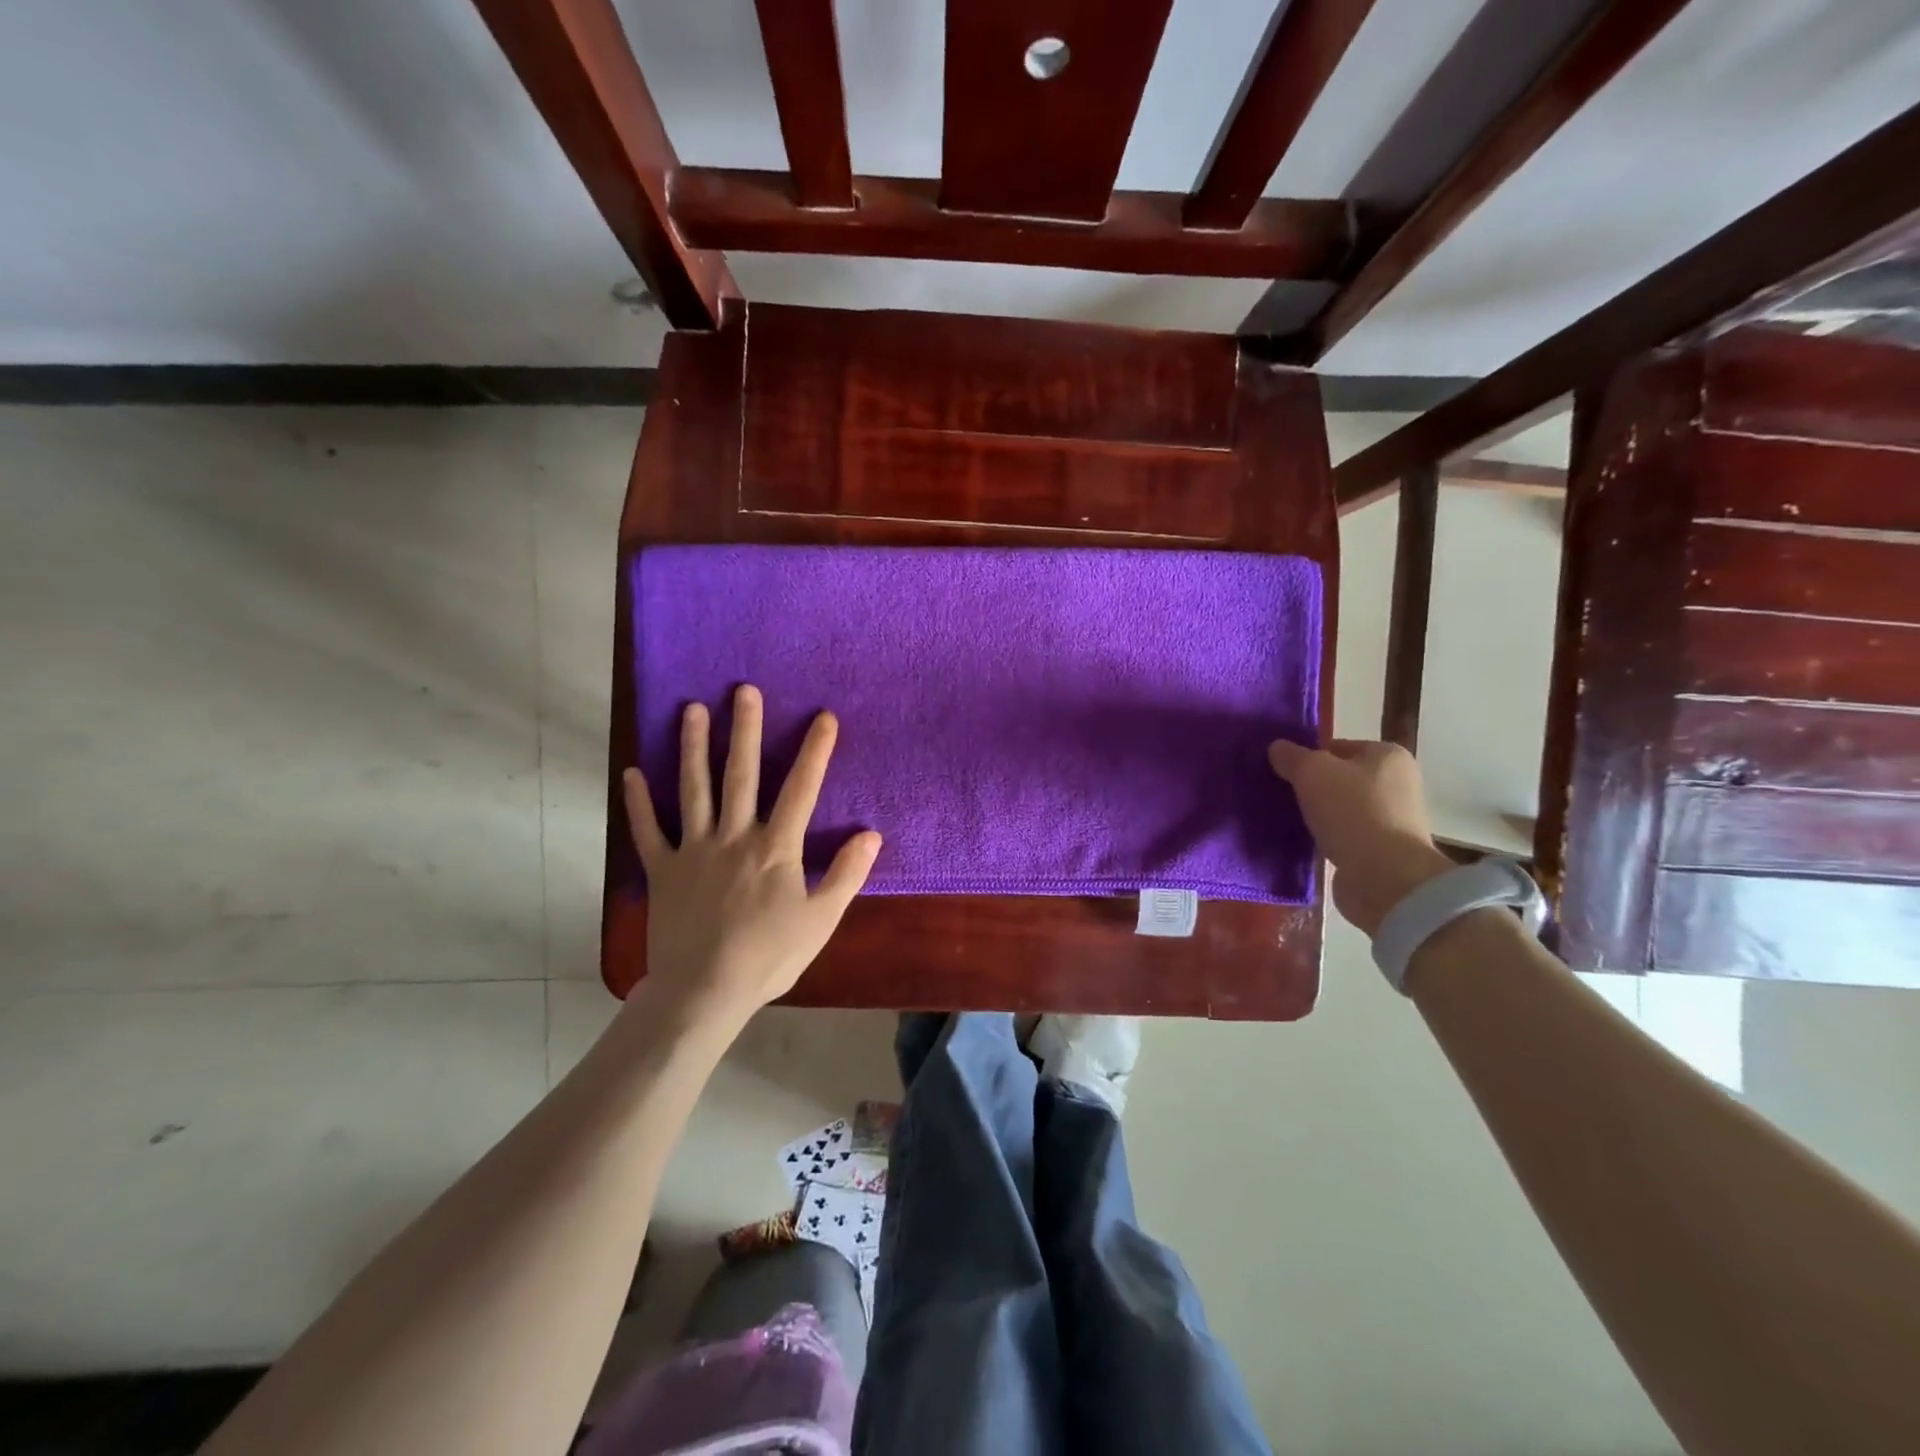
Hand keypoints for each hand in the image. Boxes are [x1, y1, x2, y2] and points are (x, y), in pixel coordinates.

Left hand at [623, 685, 881, 1024]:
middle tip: (743, 690)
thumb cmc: (769, 956)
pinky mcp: (663, 870)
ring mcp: (694, 850)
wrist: (704, 991)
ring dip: (692, 747)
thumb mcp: (821, 919)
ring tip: (692, 710)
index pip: (801, 788)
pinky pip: (649, 831)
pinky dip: (639, 803)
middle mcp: (734, 836)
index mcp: (775, 846)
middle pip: (740, 774)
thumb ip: (847, 874)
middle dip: (745, 729)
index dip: (815, 751)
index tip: (823, 717)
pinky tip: (632, 773)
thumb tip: (871, 834)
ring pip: (694, 789)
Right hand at [1267, 739, 1453, 937]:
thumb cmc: (1352, 811)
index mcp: (1388, 755)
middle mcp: (1397, 783)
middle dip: (1311, 787)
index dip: (1308, 757)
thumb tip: (1277, 747)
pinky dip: (1326, 838)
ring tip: (1288, 820)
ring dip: (1318, 814)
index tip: (1284, 772)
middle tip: (1282, 795)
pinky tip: (1304, 842)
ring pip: (1341, 808)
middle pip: (1340, 778)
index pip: (1338, 747)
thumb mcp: (1312, 772)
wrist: (1384, 877)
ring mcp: (1392, 819)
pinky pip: (1345, 836)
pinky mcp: (1383, 851)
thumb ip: (1292, 756)